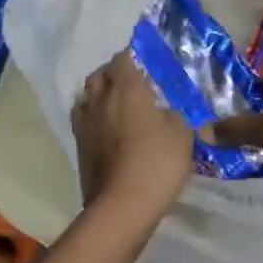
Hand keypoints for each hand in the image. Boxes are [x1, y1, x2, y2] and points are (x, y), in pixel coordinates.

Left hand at [72, 50, 193, 223]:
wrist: (122, 206)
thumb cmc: (156, 162)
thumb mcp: (182, 133)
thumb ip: (176, 114)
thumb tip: (168, 111)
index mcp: (126, 87)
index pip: (124, 57)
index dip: (134, 55)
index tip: (147, 61)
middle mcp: (100, 99)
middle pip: (100, 75)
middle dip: (113, 74)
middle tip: (133, 83)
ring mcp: (85, 124)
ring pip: (87, 97)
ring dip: (100, 96)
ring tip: (118, 105)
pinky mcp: (79, 147)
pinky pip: (84, 121)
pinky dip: (95, 119)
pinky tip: (109, 131)